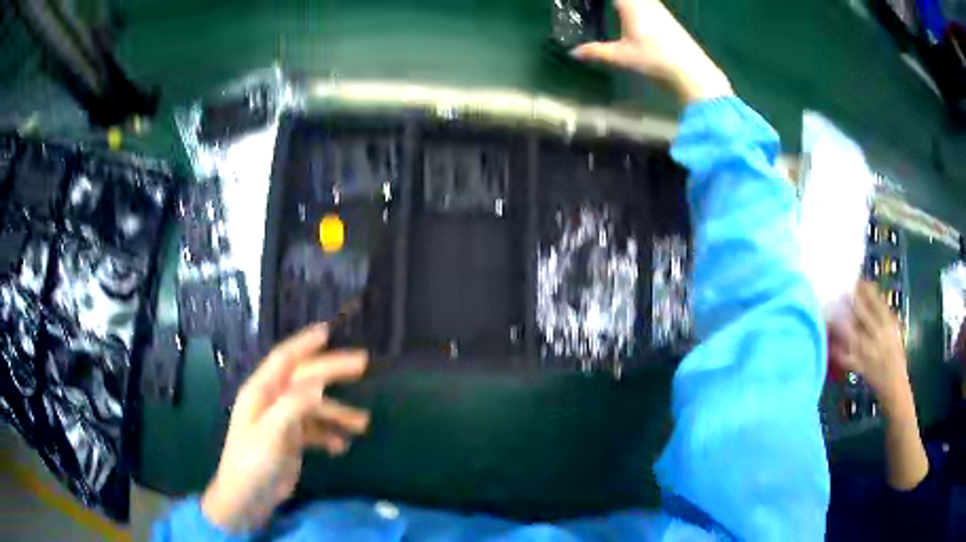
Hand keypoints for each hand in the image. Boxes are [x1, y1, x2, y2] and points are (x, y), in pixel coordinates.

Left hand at [201, 325, 369, 532]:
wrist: (248, 497)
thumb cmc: (253, 461)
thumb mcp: (272, 432)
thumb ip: (294, 406)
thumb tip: (319, 384)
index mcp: (261, 391)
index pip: (284, 359)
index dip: (305, 343)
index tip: (328, 331)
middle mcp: (271, 401)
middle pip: (305, 379)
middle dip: (332, 372)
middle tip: (362, 364)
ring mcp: (281, 421)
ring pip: (314, 407)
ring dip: (337, 412)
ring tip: (362, 423)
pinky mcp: (290, 440)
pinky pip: (314, 430)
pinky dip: (329, 434)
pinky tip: (341, 447)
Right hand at [570, 0, 732, 103]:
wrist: (692, 72)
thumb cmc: (654, 60)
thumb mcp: (621, 57)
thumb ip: (596, 51)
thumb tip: (574, 53)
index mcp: (632, 4)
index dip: (598, 0)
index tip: (588, 2)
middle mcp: (647, 2)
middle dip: (611, 2)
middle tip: (597, 6)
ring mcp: (660, 9)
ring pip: (640, 0)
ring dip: (626, 4)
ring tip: (612, 9)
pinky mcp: (669, 19)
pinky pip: (648, 4)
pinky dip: (636, 5)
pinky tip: (632, 15)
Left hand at [829, 281, 909, 408]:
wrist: (895, 387)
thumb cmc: (896, 358)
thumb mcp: (895, 333)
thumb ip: (884, 318)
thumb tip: (871, 298)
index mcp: (889, 326)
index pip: (877, 303)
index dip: (867, 290)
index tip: (857, 281)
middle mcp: (879, 337)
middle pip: (864, 315)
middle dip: (852, 301)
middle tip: (840, 290)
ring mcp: (869, 353)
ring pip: (852, 335)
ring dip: (841, 323)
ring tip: (830, 312)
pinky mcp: (860, 369)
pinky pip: (846, 358)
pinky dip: (836, 351)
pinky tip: (828, 342)